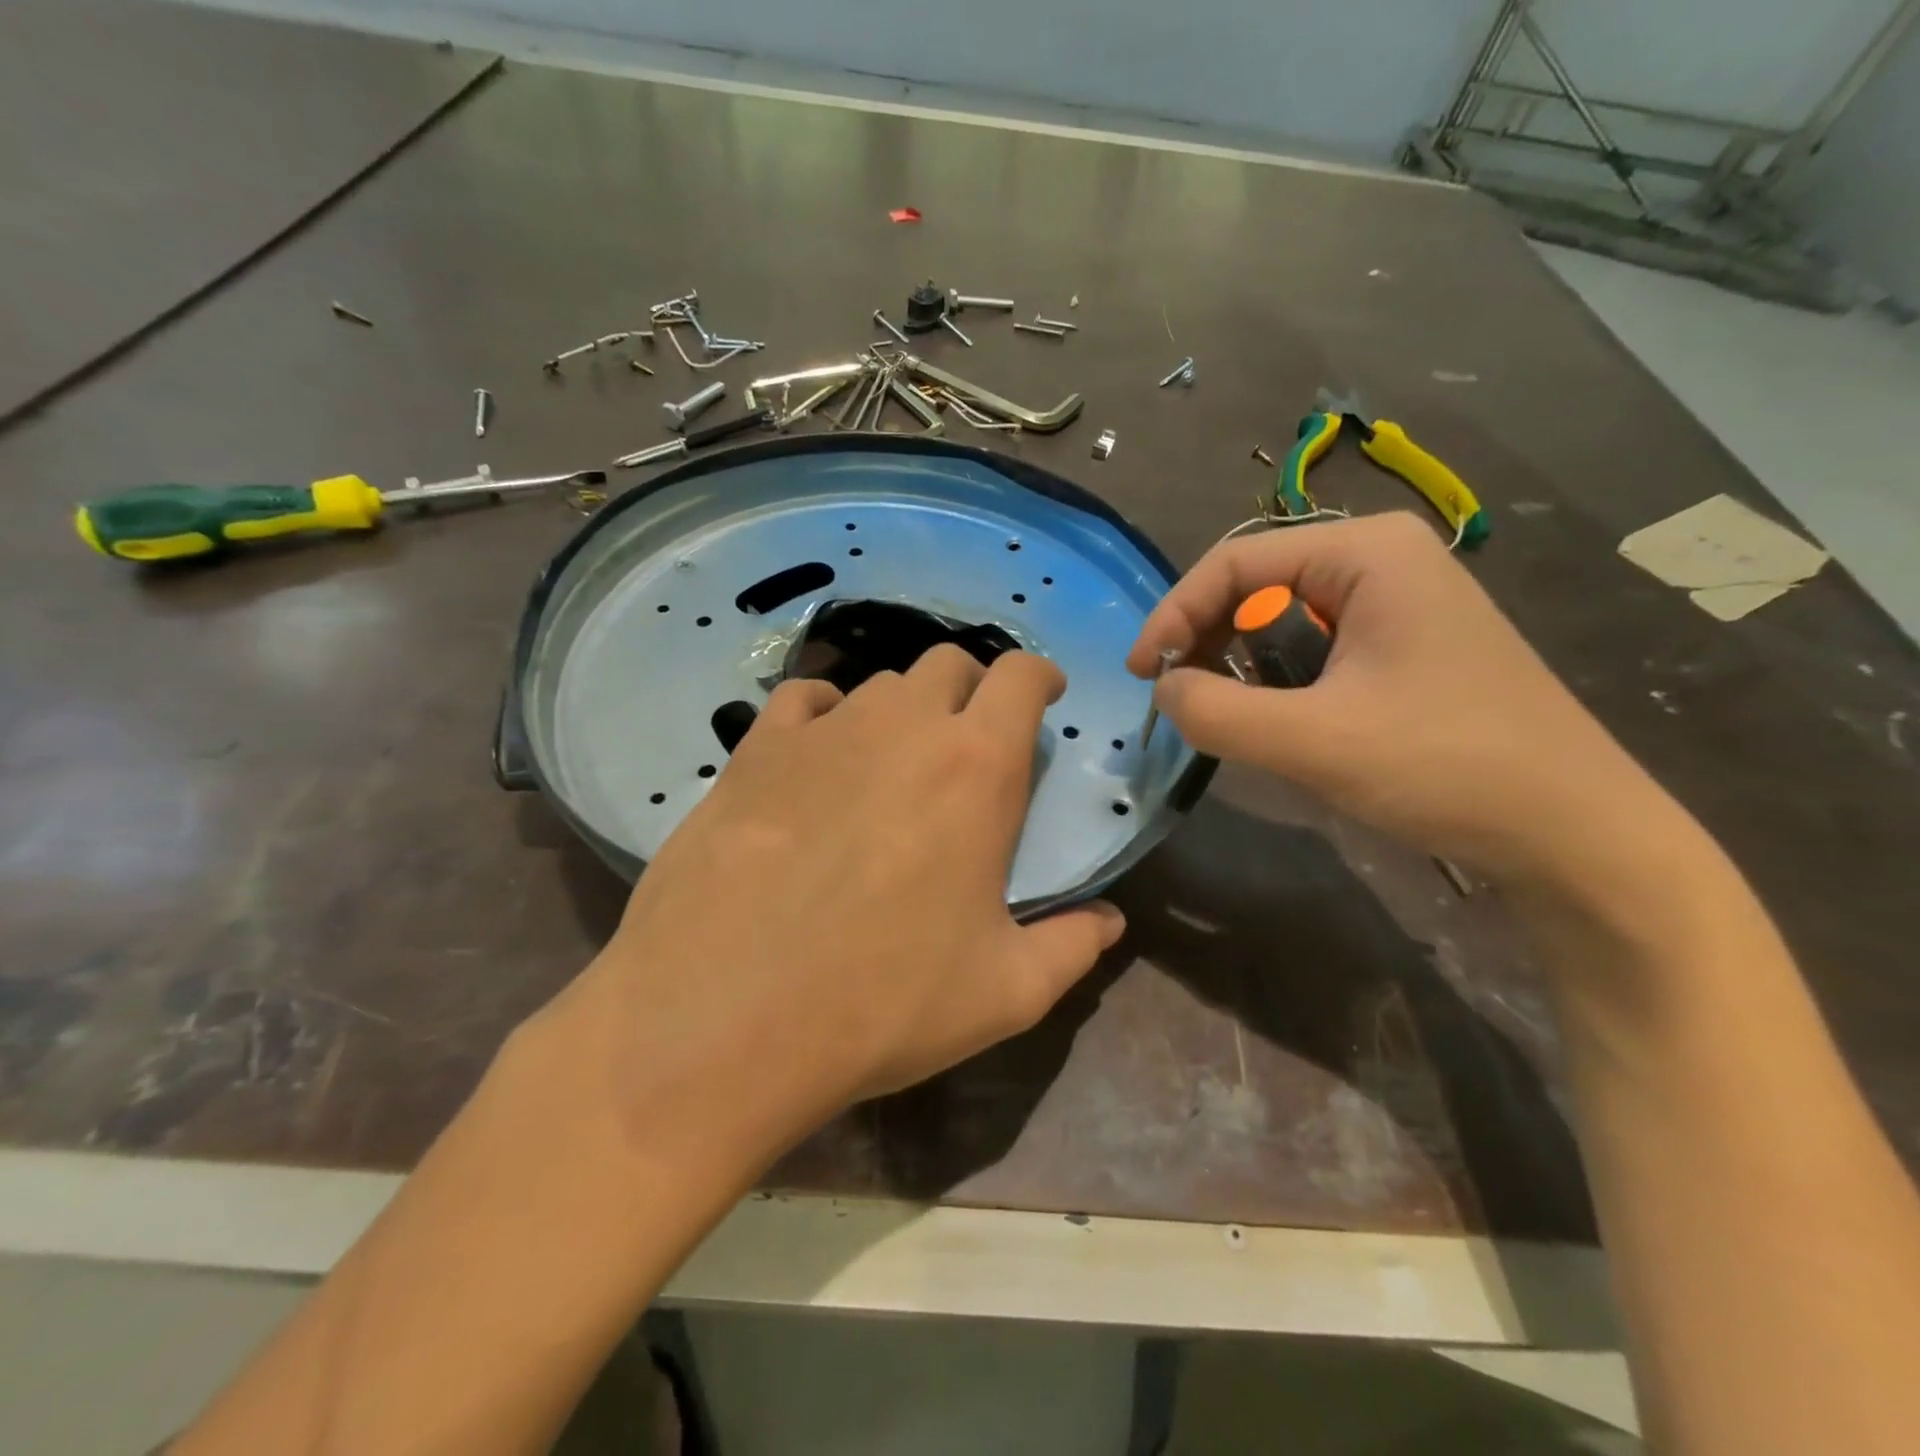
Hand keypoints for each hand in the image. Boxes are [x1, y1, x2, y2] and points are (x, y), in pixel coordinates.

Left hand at [578, 646, 1124, 1154]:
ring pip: (879, 683)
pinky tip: (819, 756)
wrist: (722, 1020)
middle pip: (949, 665)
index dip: (1040, 677)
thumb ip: (1072, 947)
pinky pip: (802, 700)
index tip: (1044, 699)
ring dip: (903, 709)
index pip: (1021, 676)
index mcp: (975, 767)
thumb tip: (1109, 922)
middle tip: (968, 742)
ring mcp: (822, 731)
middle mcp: (902, 727)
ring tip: (894, 761)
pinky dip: (825, 713)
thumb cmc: (883, 1003)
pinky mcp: (754, 750)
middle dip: (971, 690)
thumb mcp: (1005, 993)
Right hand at [1127, 512, 1684, 891]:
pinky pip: (1315, 649)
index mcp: (1367, 552)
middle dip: (1209, 640)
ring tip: (1229, 717)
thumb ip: (1215, 711)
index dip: (1175, 615)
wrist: (1576, 834)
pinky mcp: (1407, 645)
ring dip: (1243, 668)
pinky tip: (1282, 723)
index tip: (1142, 675)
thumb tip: (1165, 690)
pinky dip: (1279, 683)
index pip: (1235, 562)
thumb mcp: (1312, 741)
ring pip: (1282, 621)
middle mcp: (1383, 559)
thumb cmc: (1448, 768)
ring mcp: (1400, 602)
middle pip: (1257, 585)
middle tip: (1179, 699)